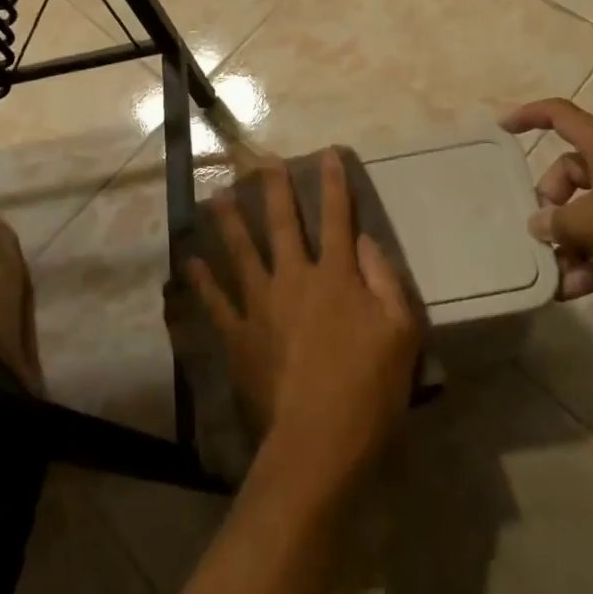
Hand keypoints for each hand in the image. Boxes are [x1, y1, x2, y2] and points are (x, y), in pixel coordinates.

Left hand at [187, 152, 419, 501]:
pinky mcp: (239, 335)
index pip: (337, 218)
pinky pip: (216, 301)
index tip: (326, 153)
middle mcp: (294, 278)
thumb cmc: (370, 388)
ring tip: (218, 194)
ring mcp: (261, 305)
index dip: (333, 183)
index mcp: (336, 276)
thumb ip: (385, 279)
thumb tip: (365, 240)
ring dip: (230, 221)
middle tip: (261, 160)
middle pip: (283, 223)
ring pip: (242, 251)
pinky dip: (203, 280)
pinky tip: (191, 262)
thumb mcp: (401, 331)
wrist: (319, 441)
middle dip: (274, 188)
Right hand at [501, 98, 592, 308]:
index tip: (503, 128)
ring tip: (551, 270)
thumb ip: (557, 222)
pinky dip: (591, 264)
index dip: (530, 116)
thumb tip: (539, 225)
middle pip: (570, 172)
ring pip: (590, 213)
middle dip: (551, 201)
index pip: (561, 115)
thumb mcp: (590, 220)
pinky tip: (570, 291)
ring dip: (569, 242)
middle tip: (542, 229)